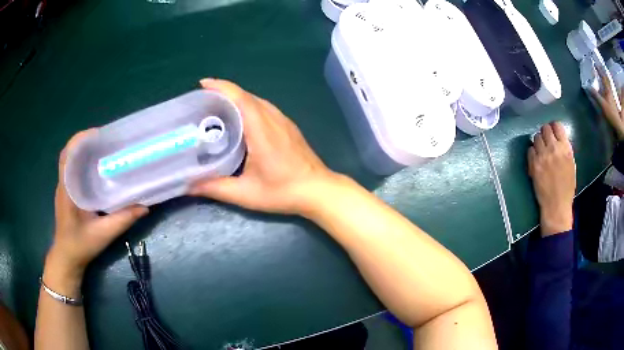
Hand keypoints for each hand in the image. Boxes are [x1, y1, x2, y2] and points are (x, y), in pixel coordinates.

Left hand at [44, 130, 147, 295]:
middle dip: (84, 142)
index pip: (67, 156)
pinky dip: (83, 163)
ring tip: (103, 150)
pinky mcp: (67, 193)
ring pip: (71, 161)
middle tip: (105, 140)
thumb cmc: (81, 245)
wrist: (67, 258)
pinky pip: (73, 171)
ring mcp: (64, 188)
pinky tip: (97, 169)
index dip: (79, 140)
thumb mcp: (103, 234)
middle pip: (70, 154)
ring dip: (84, 151)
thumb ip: (122, 220)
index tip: (97, 134)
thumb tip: (145, 207)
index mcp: (68, 190)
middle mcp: (64, 184)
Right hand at [190, 79, 339, 215]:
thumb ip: (216, 188)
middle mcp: (273, 119)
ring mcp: (283, 121)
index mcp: (261, 129)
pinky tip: (240, 118)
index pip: (240, 98)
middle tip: (203, 100)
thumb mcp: (246, 194)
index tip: (203, 84)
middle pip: (246, 95)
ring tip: (217, 107)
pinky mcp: (288, 126)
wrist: (319, 190)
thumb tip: (188, 185)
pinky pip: (264, 108)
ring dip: (236, 98)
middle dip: (223, 92)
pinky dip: (248, 105)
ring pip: (256, 100)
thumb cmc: (284, 192)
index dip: (221, 87)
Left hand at [528, 122, 575, 236]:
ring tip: (541, 150)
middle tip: (546, 141)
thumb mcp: (571, 164)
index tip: (553, 132)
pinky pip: (530, 149)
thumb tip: (558, 137)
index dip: (554, 127)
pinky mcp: (534, 164)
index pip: (557, 125)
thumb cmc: (567, 187)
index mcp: (565, 148)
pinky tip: (536, 158)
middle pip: (545, 128)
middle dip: (545, 133)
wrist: (556, 205)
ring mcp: (543, 156)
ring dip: (538, 142)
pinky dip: (532, 152)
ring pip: (536, 137)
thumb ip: (565, 148)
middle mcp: (554, 149)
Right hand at [591, 67, 623, 139]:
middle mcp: (610, 92)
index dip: (599, 70)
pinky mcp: (613, 104)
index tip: (594, 64)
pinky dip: (607, 89)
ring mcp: (612, 98)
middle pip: (606, 80)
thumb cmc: (611, 114)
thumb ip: (595, 95)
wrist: (618, 126)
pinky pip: (609, 93)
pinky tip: (605, 90)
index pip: (603, 76)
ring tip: (602, 78)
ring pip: (608, 86)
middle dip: (603, 74)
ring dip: (605, 81)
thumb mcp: (602, 105)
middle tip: (598, 69)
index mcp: (607, 89)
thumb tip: (587, 86)